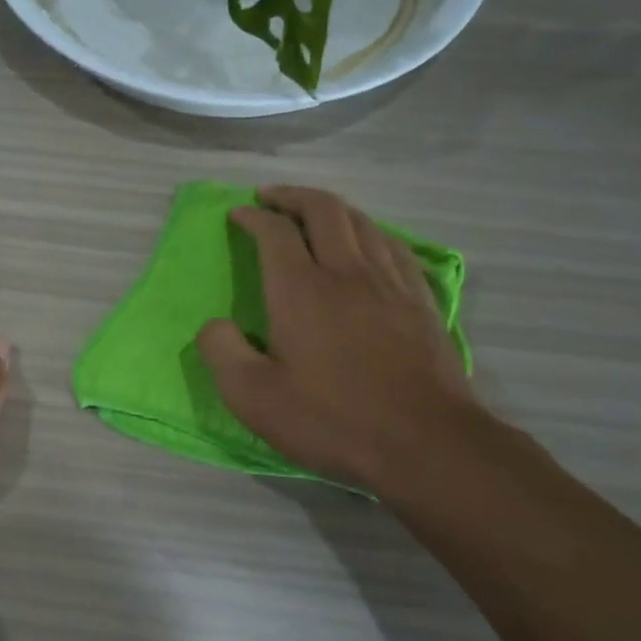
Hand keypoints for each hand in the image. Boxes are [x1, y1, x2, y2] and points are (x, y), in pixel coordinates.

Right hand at [196, 186, 481, 493]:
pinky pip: (395, 246)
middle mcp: (347, 273)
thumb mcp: (253, 397)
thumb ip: (221, 352)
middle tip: (271, 197)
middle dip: (293, 196)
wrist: (426, 444)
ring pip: (363, 222)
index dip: (253, 217)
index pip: (275, 232)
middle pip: (324, 210)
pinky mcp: (421, 302)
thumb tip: (214, 325)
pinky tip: (368, 242)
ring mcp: (391, 284)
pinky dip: (371, 232)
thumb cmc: (332, 420)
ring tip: (314, 212)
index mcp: (301, 290)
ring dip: (333, 208)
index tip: (237, 213)